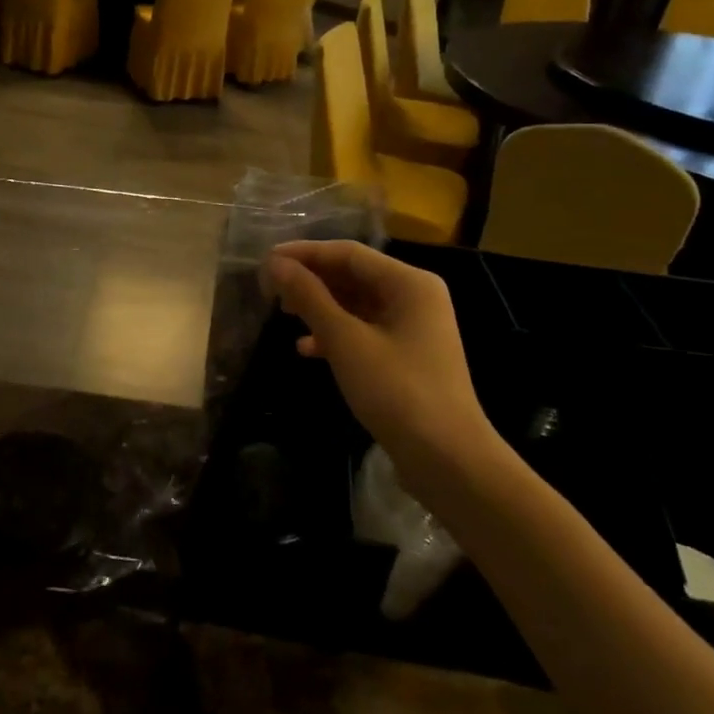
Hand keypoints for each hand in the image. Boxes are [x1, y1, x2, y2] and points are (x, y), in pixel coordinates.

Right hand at [266, 240, 499, 482]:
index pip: (348, 253)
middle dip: (310, 280)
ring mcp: (413, 327)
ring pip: (356, 303)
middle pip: (353, 275)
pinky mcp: (407, 355)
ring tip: (283, 314)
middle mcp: (415, 296)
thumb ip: (309, 297)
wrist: (447, 459)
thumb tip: (275, 264)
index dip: (304, 253)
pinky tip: (307, 349)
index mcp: (409, 283)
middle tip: (269, 290)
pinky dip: (335, 334)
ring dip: (319, 307)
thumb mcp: (345, 340)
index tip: (265, 262)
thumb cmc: (397, 391)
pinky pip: (364, 330)